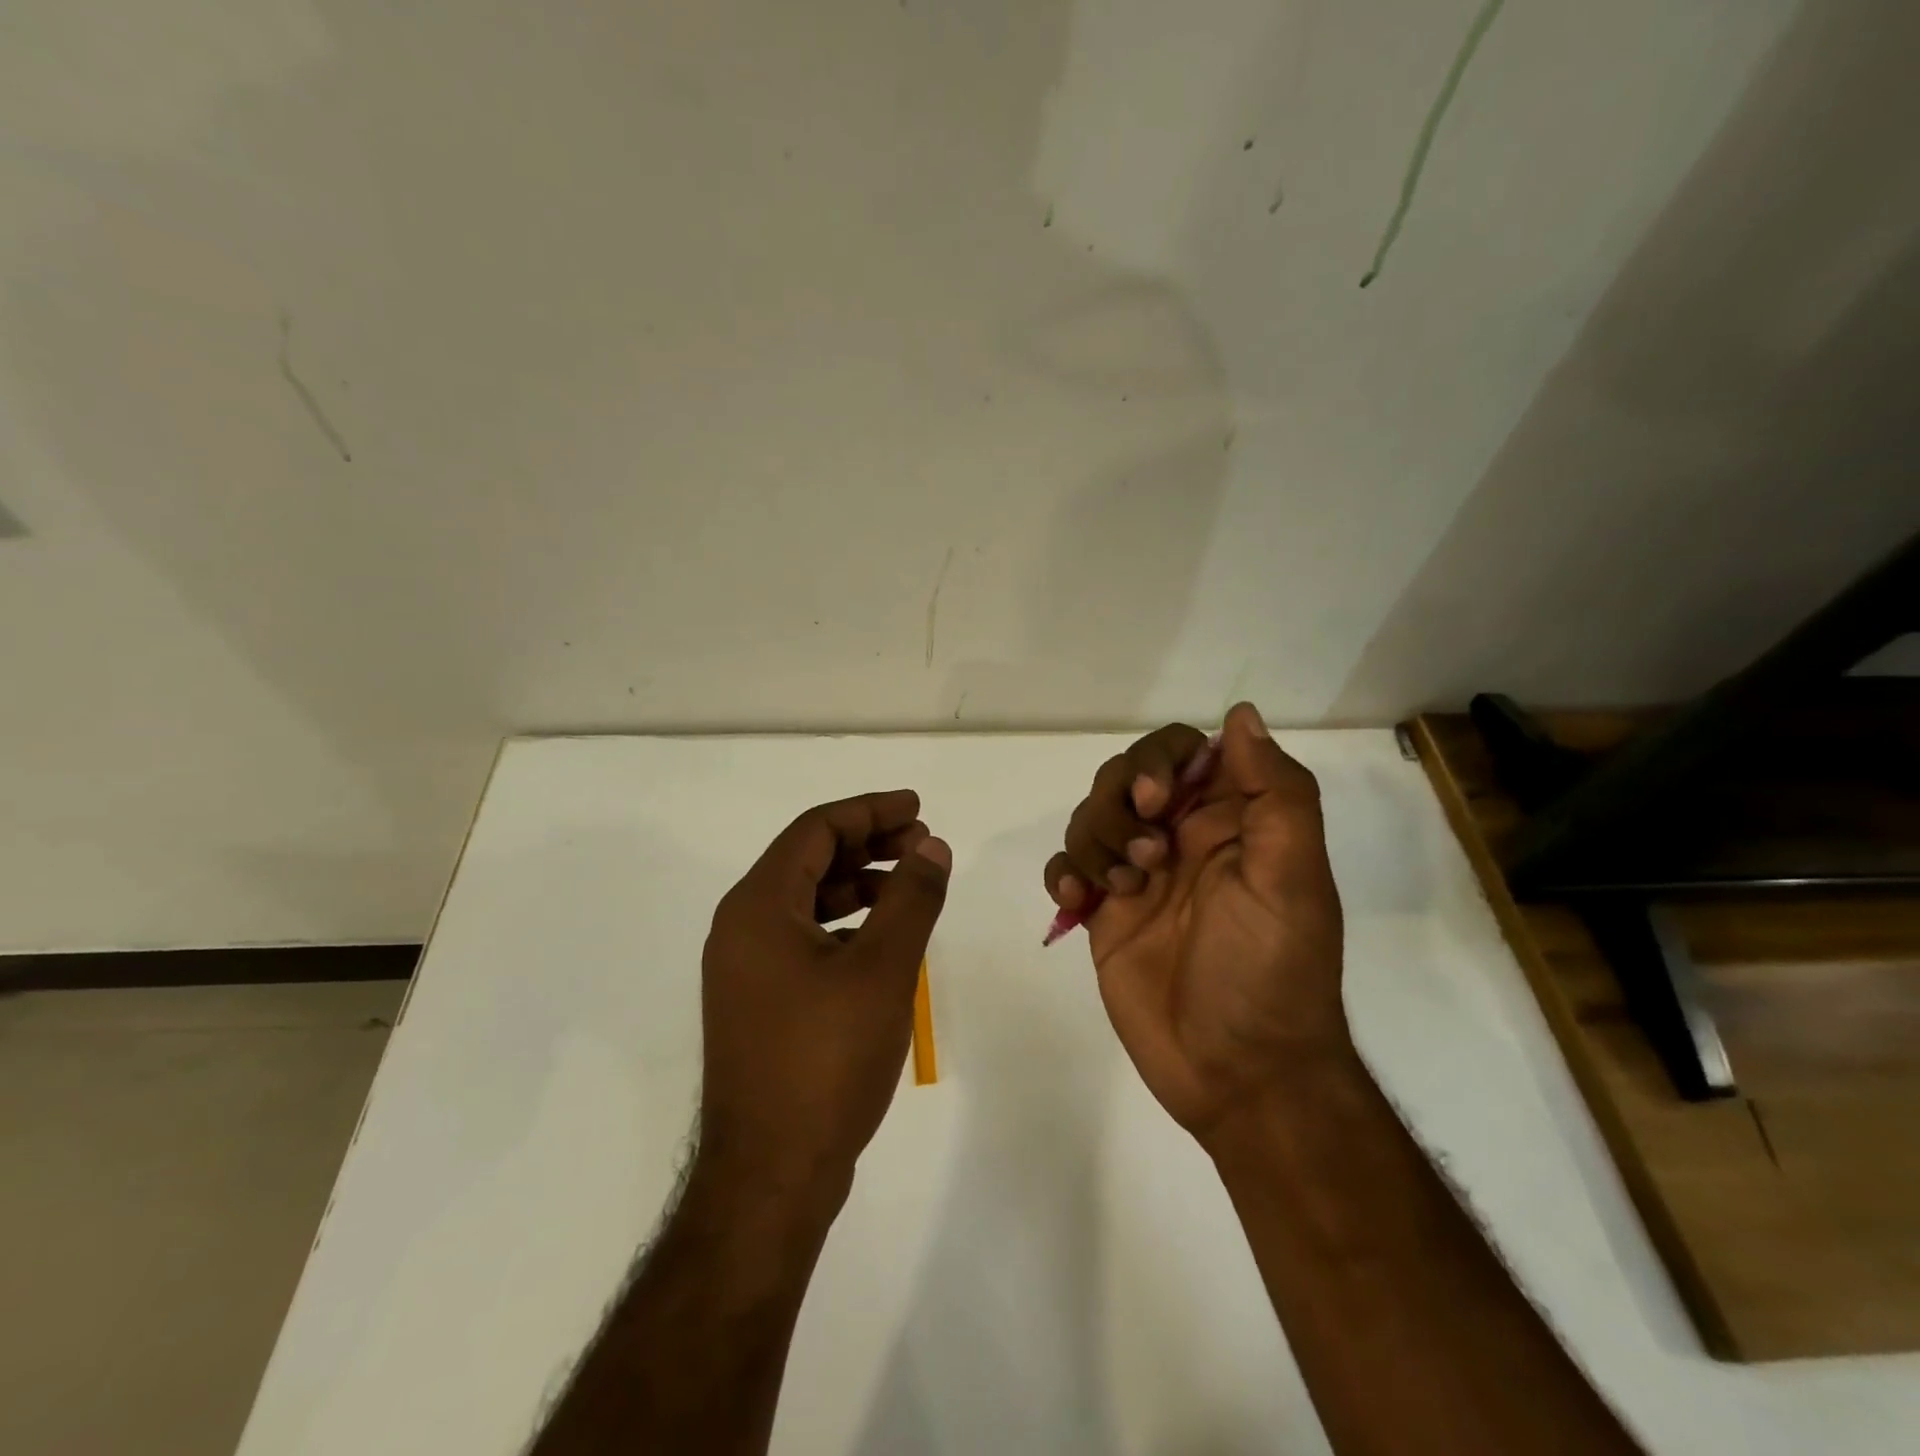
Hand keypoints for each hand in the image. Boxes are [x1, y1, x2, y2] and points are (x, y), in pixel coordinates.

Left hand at [700, 791, 950, 1206]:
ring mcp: (746, 969)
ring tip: (911, 885)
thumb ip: (911, 898)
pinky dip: (846, 924)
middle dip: (868, 844)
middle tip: (923, 844)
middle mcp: (741, 928)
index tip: (917, 808)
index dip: (870, 811)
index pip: (815, 830)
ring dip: (859, 884)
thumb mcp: (882, 969)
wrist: (771, 1177)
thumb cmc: (825, 1061)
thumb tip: (933, 846)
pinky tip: (884, 938)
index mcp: (757, 906)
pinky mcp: (759, 1003)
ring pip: (807, 901)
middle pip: (808, 860)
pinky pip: (804, 939)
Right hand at [1043, 702, 1346, 1138]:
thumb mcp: (1291, 878)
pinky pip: (1066, 867)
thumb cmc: (1270, 971)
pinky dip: (1063, 874)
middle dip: (1120, 804)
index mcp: (1228, 821)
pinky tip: (1076, 903)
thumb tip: (1241, 714)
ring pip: (1090, 817)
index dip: (1161, 760)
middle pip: (1125, 777)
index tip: (1160, 800)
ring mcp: (1137, 875)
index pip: (1183, 751)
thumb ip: (1275, 793)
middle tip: (1145, 855)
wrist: (1239, 1074)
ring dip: (1095, 840)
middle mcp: (1180, 838)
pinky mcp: (1103, 914)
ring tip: (1119, 889)